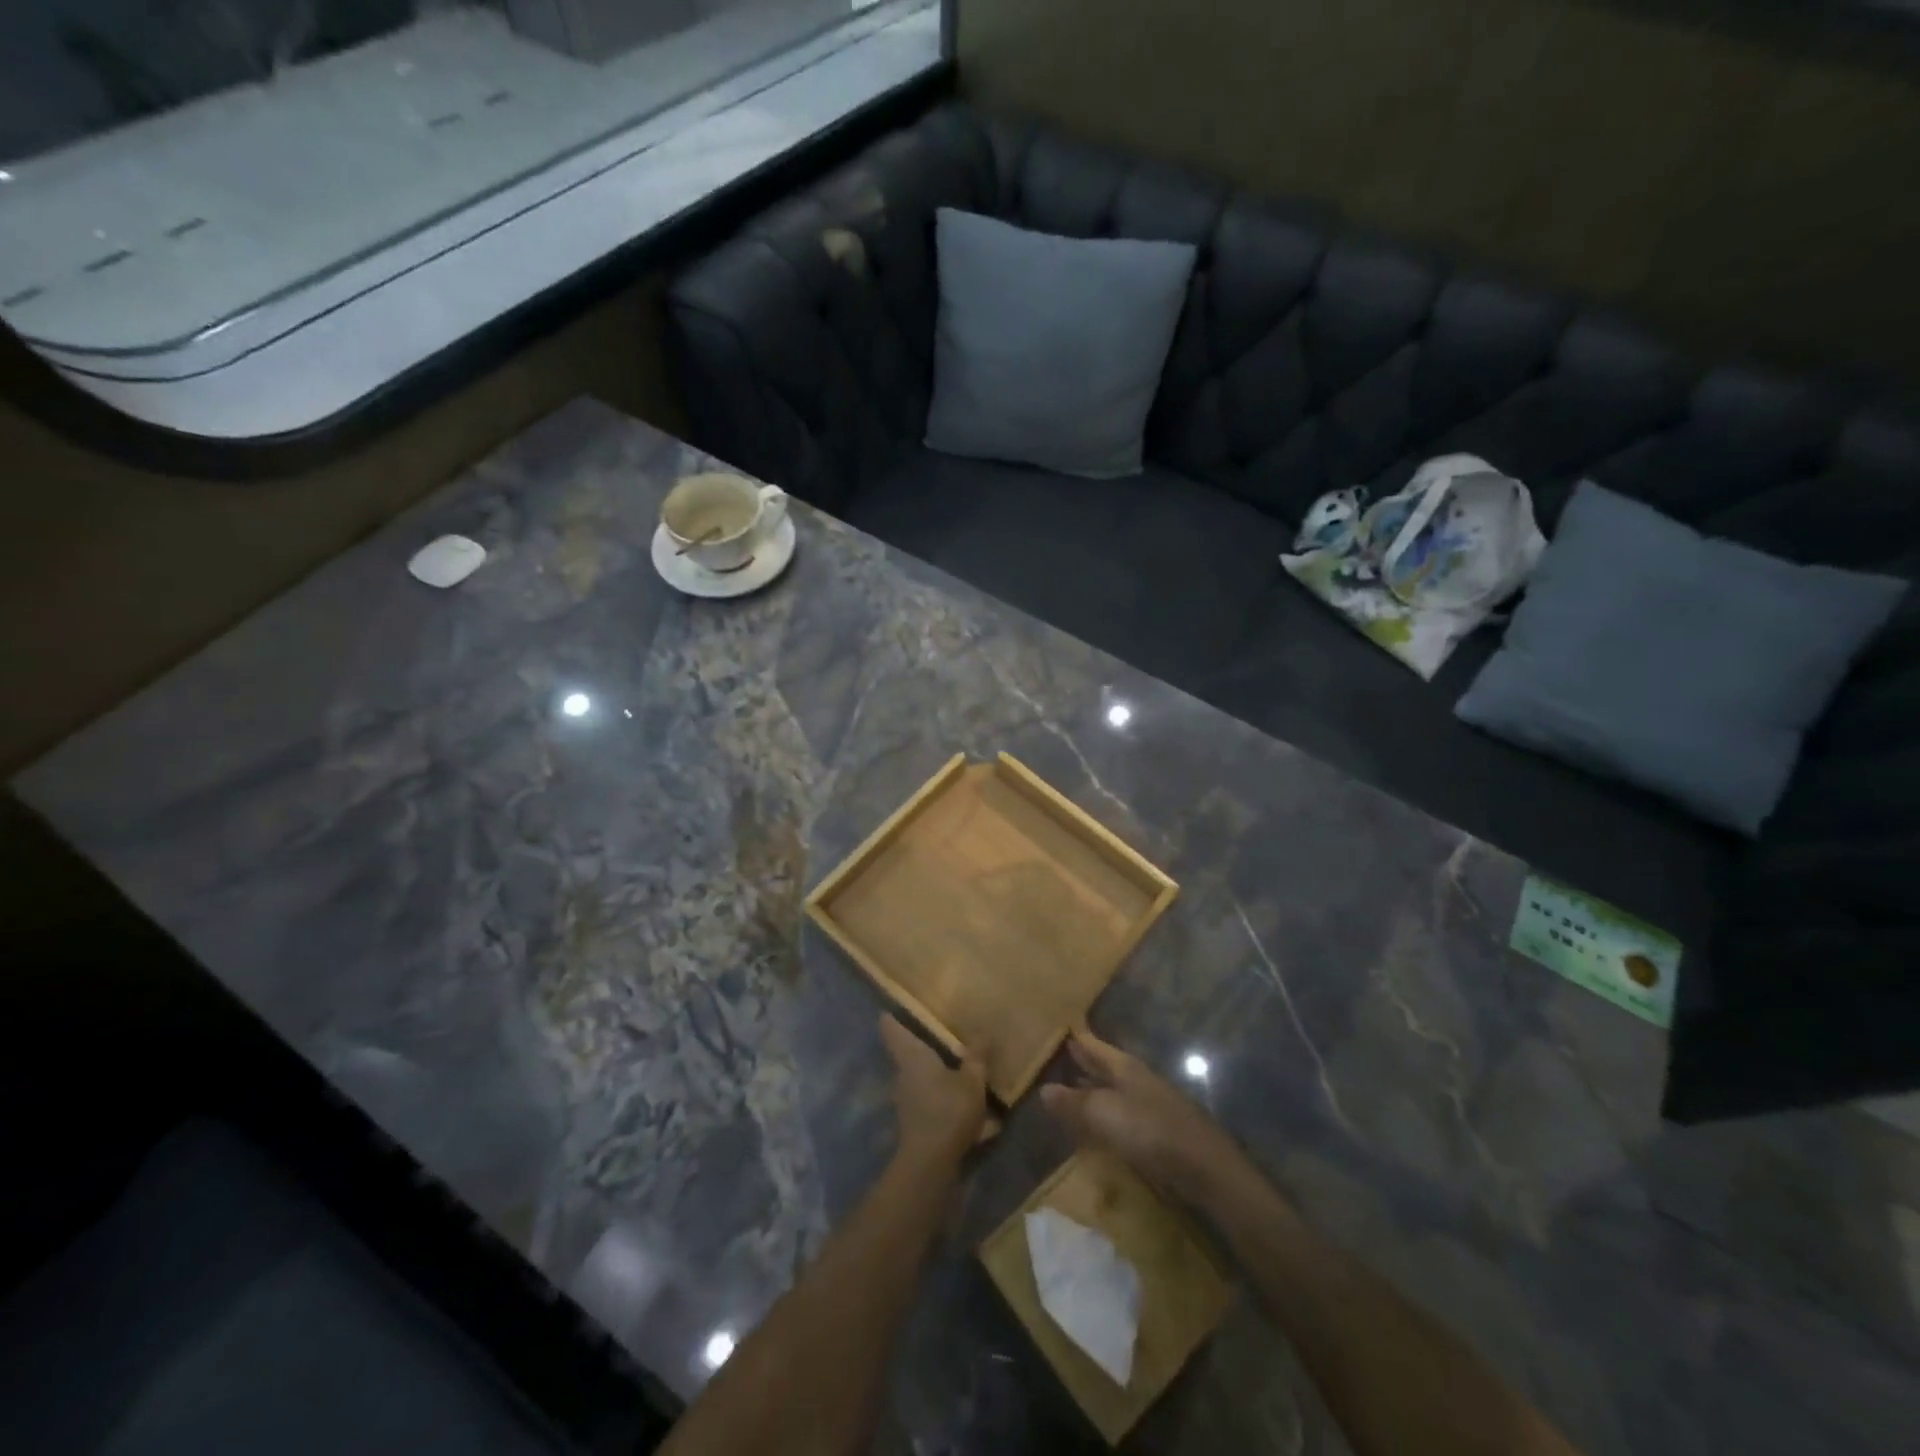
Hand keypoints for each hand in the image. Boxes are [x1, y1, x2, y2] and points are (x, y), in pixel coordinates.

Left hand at [882, 1014, 987, 1163]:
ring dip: (932, 1074)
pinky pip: (926, 1099)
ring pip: (917, 1078)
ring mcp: (905, 1100)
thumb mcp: (972, 1081)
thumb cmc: (948, 1110)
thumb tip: (982, 1032)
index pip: (891, 1029)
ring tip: (956, 1068)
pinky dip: (939, 1097)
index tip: (896, 1007)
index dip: (893, 1017)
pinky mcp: (913, 1121)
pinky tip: (960, 1103)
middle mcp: (902, 1074)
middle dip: (920, 1046)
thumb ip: (976, 1057)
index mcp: (912, 1056)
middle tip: (940, 1034)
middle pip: (905, 1053)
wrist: (930, 1164)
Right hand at [1040, 1029, 1244, 1199]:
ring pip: (1111, 1091)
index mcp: (1124, 1067)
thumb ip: (1072, 1103)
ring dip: (1091, 1090)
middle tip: (1056, 1055)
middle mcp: (1136, 1080)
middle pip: (1103, 1066)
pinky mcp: (1155, 1132)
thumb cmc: (1150, 1129)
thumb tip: (1043, 1089)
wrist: (1203, 1167)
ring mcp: (1147, 1105)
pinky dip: (1103, 1115)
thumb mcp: (1103, 1113)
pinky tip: (1094, 1125)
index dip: (1075, 1038)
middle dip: (1082, 1062)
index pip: (1093, 1045)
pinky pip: (1119, 1115)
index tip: (1056, 1028)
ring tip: (1067, 1089)